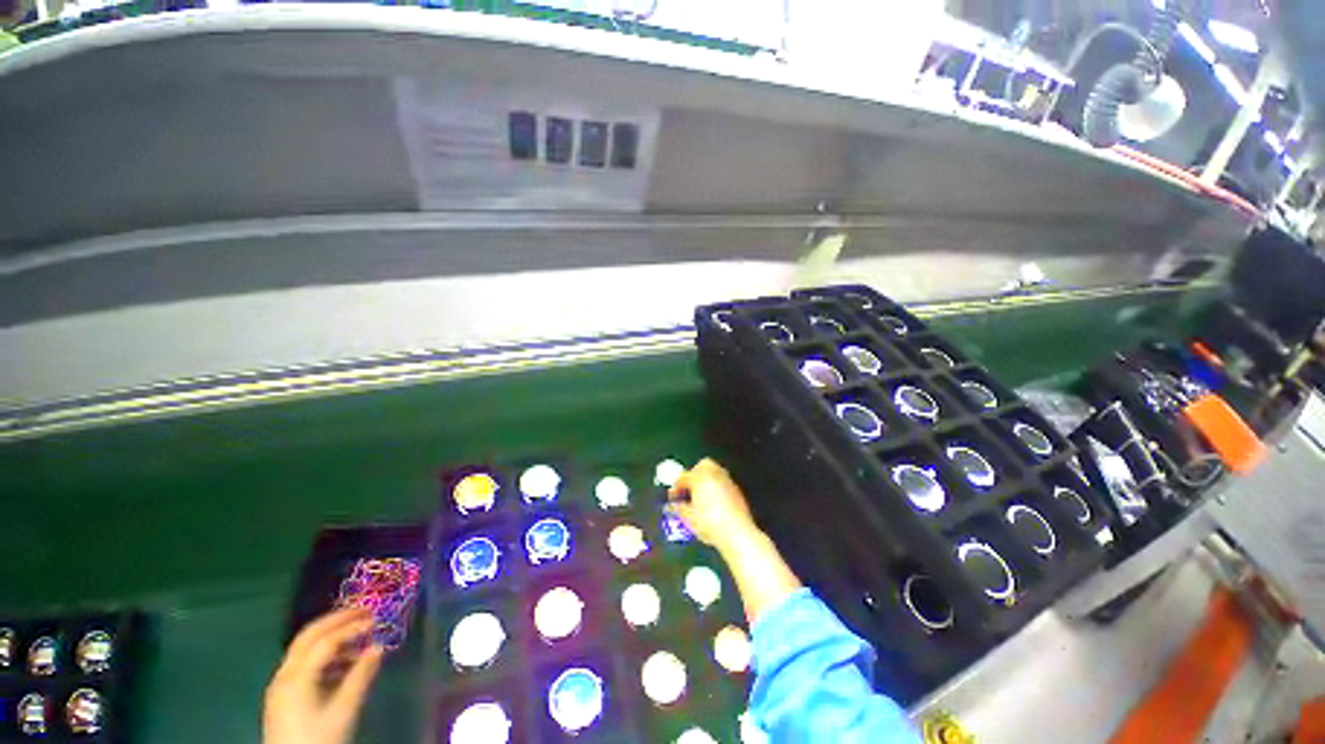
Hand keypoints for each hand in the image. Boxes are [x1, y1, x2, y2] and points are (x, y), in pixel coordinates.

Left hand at [264, 608, 383, 743]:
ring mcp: (280, 685)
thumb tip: (379, 647)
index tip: (377, 619)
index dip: (352, 627)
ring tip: (359, 639)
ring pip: (304, 649)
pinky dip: (324, 655)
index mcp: (296, 677)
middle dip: (337, 620)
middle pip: (308, 637)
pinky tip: (343, 664)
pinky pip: (303, 664)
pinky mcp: (283, 696)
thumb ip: (361, 676)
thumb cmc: (320, 739)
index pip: (326, 641)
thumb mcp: (345, 710)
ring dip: (331, 638)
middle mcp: (284, 675)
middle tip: (364, 611)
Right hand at [669, 458, 759, 551]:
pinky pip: (723, 482)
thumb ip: (679, 508)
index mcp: (700, 478)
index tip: (673, 497)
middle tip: (688, 489)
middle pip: (702, 465)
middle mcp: (714, 475)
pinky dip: (716, 487)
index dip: (676, 487)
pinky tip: (713, 502)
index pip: (683, 477)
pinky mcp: (737, 491)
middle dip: (693, 475)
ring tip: (700, 496)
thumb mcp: (689, 518)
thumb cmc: (709, 524)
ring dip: (706, 480)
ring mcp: (727, 481)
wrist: (737, 533)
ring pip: (715, 472)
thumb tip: (675, 505)